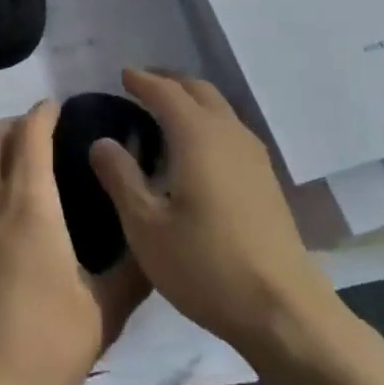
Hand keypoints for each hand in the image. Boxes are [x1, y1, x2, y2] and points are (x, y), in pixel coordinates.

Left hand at [0, 102, 148, 384]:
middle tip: (44, 139)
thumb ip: (132, 272)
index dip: (45, 112)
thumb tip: (154, 242)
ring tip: (15, 164)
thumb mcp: (102, 315)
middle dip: (18, 124)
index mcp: (28, 202)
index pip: (30, 131)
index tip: (60, 110)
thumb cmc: (38, 348)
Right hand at [90, 70, 340, 362]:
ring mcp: (253, 156)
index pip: (166, 92)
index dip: (142, 81)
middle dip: (169, 82)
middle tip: (142, 86)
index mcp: (198, 136)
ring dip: (191, 100)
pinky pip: (230, 130)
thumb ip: (121, 178)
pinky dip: (207, 122)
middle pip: (199, 90)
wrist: (282, 309)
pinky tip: (196, 149)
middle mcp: (229, 134)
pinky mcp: (265, 179)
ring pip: (219, 109)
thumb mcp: (146, 227)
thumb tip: (102, 142)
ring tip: (165, 113)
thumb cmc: (205, 266)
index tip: (122, 74)